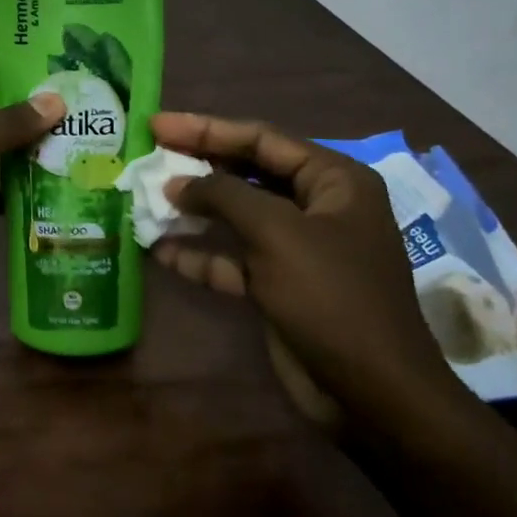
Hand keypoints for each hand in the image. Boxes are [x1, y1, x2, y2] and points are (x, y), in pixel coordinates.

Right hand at [149, 111, 465, 421]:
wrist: (370, 392)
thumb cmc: (332, 297)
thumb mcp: (277, 234)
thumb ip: (224, 196)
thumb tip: (177, 182)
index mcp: (333, 181)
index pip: (261, 140)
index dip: (206, 129)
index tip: (157, 124)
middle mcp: (316, 207)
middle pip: (247, 174)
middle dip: (197, 167)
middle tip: (147, 157)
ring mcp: (296, 249)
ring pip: (236, 218)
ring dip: (193, 212)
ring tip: (145, 201)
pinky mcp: (278, 286)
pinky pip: (233, 259)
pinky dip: (200, 255)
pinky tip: (160, 251)